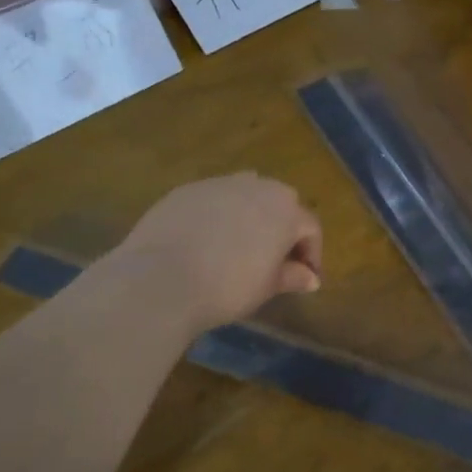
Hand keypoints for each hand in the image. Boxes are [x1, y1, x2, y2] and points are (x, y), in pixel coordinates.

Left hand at [107, 173, 322, 337]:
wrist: (160, 279)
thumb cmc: (227, 287)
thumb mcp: (267, 287)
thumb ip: (292, 276)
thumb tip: (311, 278)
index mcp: (286, 210)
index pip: (310, 228)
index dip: (311, 254)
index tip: (304, 278)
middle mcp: (258, 187)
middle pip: (281, 203)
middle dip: (283, 228)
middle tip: (275, 258)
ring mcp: (219, 184)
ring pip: (246, 194)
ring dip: (251, 215)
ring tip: (240, 245)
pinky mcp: (186, 190)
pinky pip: (213, 199)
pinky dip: (218, 215)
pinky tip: (205, 241)